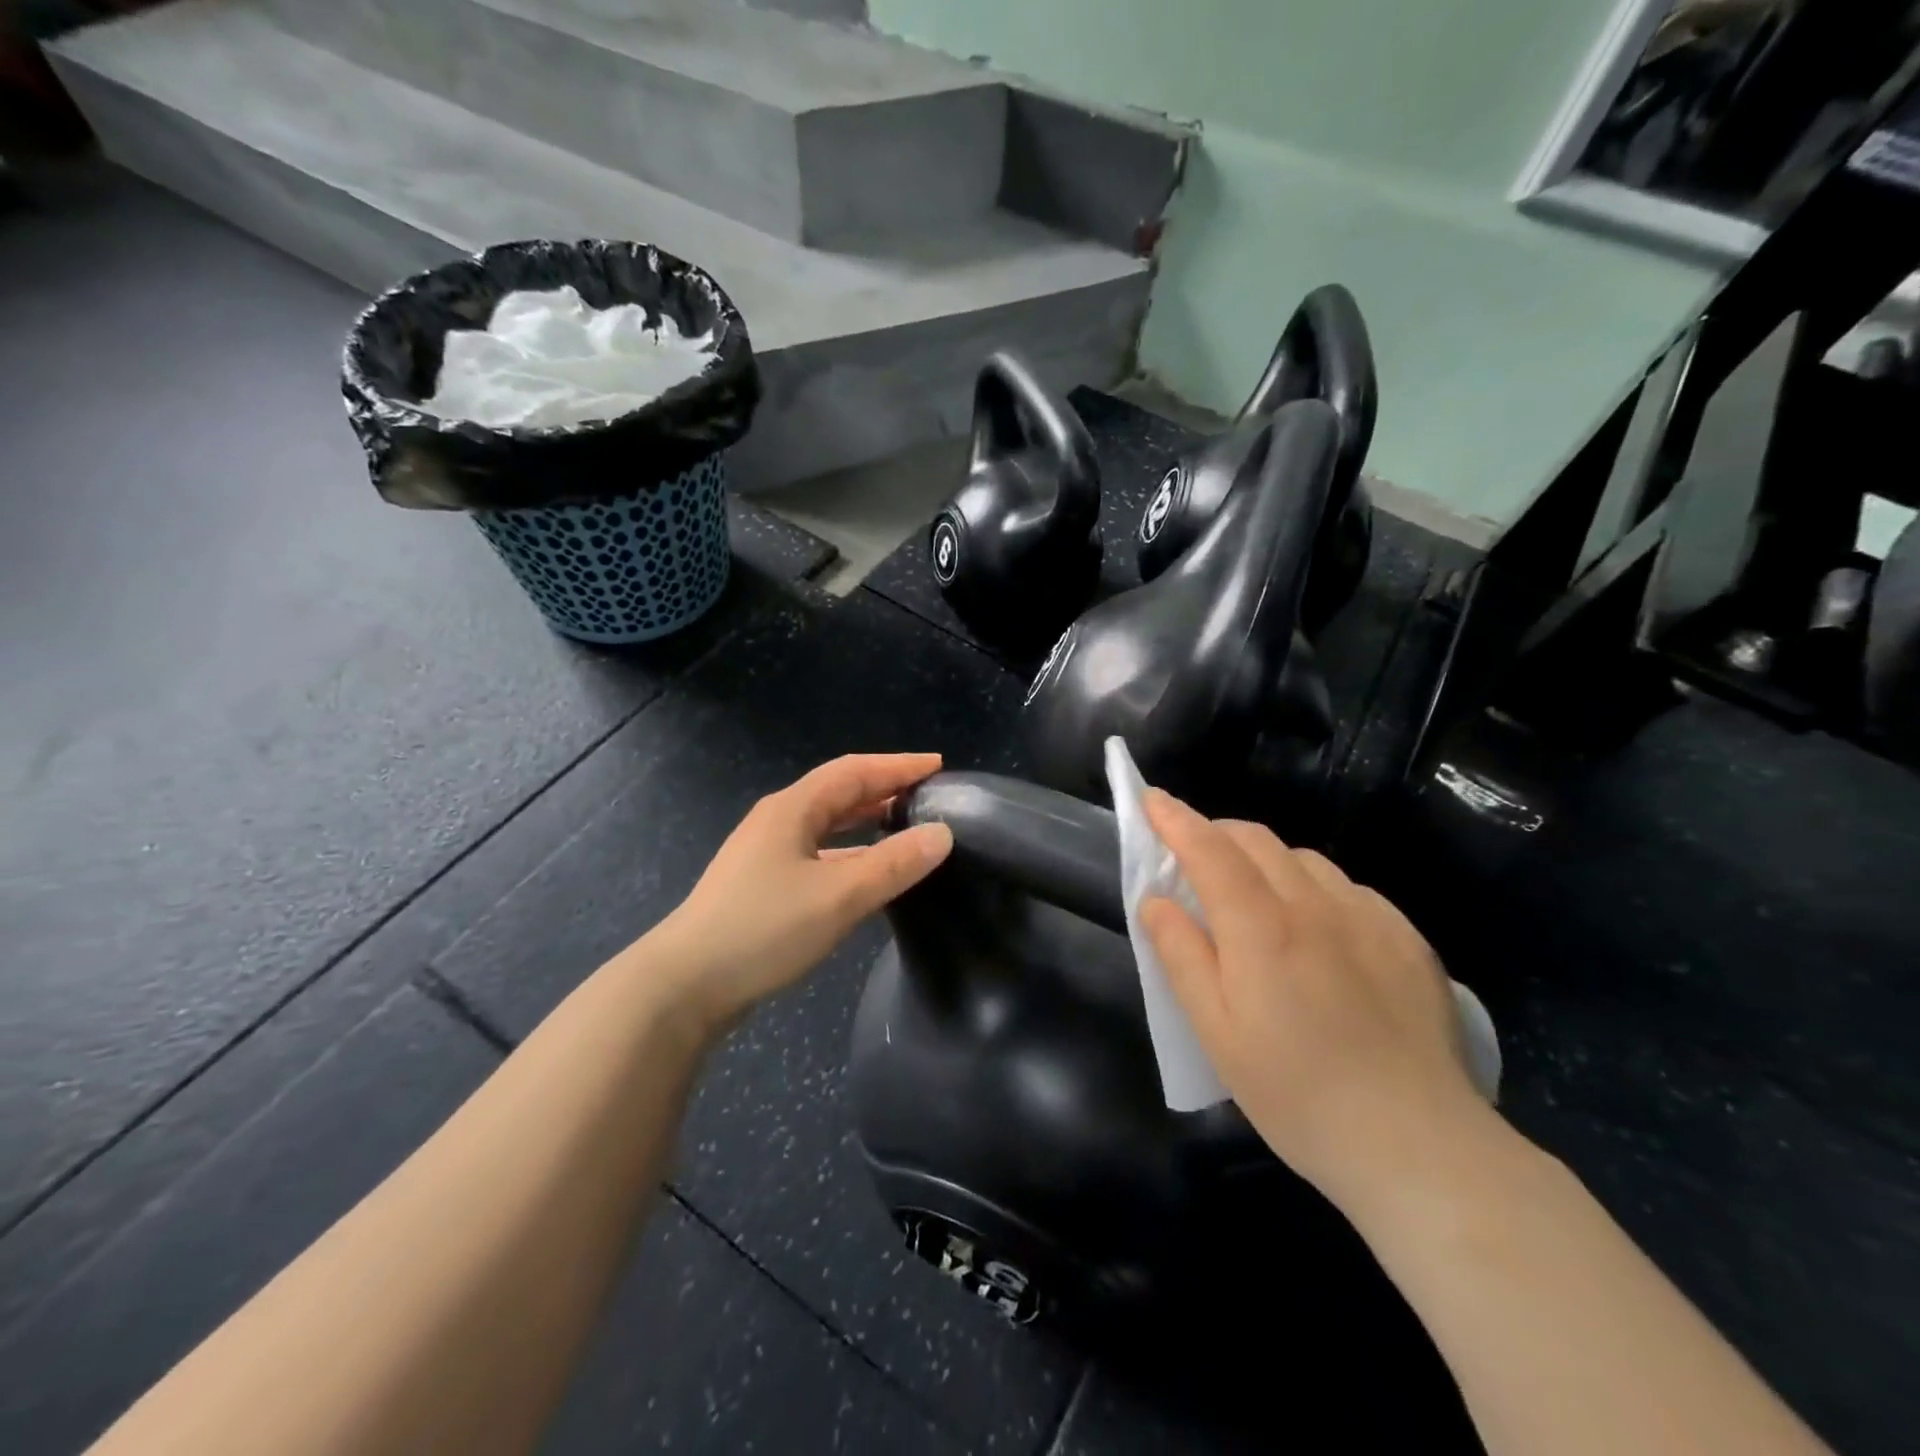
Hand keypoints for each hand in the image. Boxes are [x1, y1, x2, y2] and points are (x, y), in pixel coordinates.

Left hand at [650, 754, 953, 1035]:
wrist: (685, 985)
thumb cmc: (764, 928)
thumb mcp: (839, 895)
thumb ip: (894, 864)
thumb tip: (942, 834)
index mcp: (793, 809)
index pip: (855, 771)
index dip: (898, 765)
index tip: (938, 766)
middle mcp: (779, 821)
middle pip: (840, 793)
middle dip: (884, 790)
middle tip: (928, 796)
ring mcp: (767, 854)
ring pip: (828, 826)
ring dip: (867, 822)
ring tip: (906, 828)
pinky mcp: (763, 885)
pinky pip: (819, 854)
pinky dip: (850, 854)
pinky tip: (867, 874)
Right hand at [1140, 790, 1483, 1214]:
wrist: (1420, 1145)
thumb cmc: (1298, 1094)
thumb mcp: (1216, 1033)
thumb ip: (1181, 956)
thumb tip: (1156, 900)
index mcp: (1261, 928)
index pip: (1208, 849)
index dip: (1174, 818)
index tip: (1151, 799)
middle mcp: (1315, 905)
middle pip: (1256, 840)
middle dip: (1215, 833)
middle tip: (1193, 858)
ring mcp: (1368, 916)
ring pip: (1303, 859)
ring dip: (1265, 860)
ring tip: (1254, 898)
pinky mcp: (1406, 937)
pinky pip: (1347, 888)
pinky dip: (1313, 888)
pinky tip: (1318, 931)